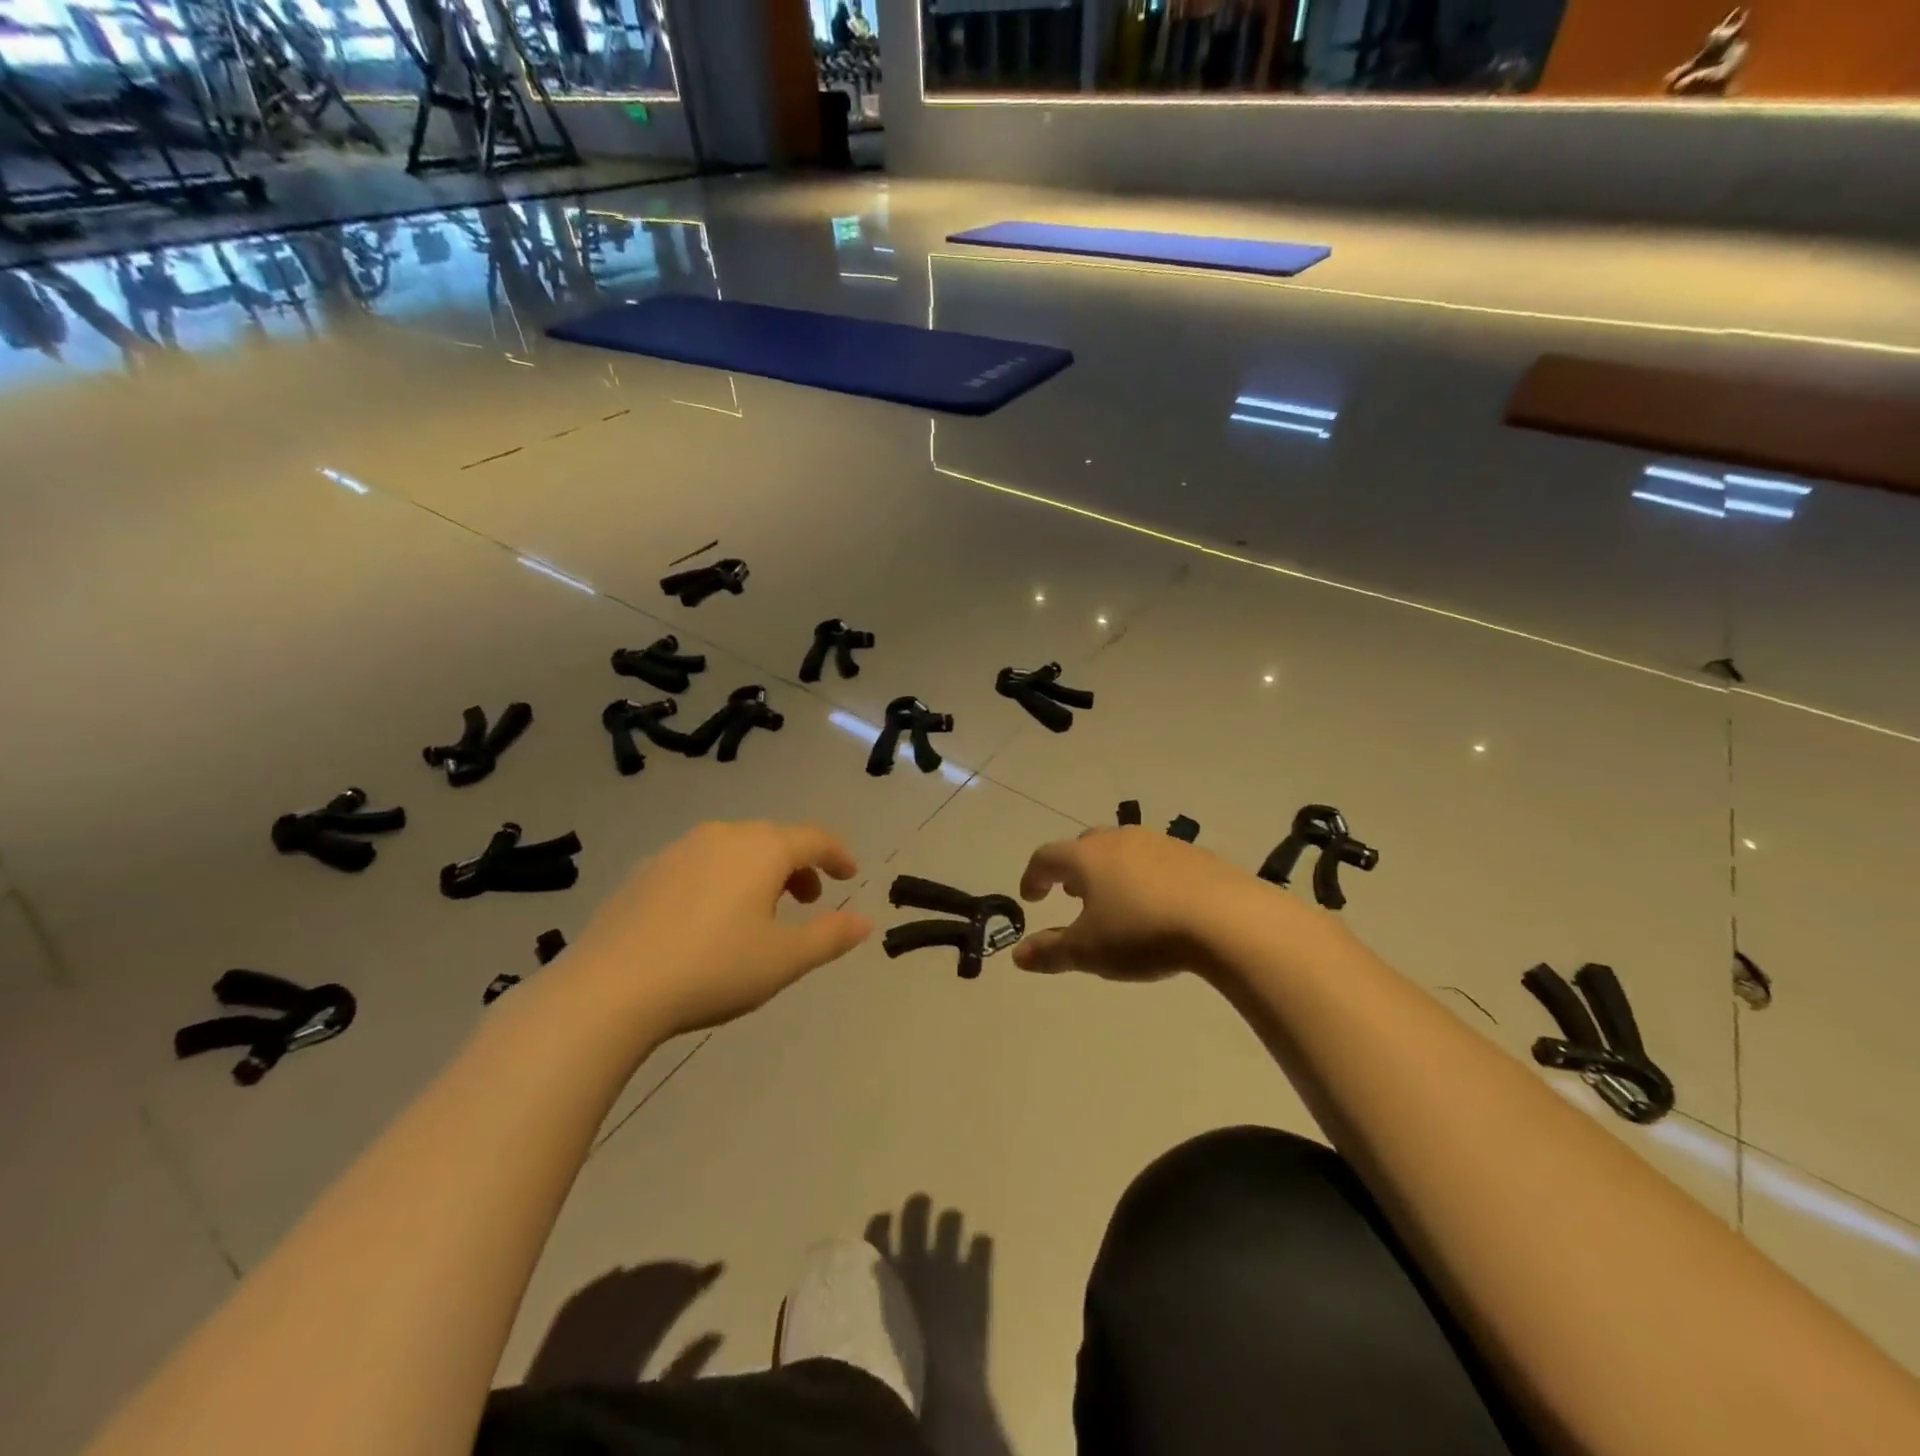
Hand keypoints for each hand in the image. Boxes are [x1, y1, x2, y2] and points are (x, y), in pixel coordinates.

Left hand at [561, 822, 871, 1036]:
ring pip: (735, 849)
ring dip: (759, 872)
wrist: (609, 989)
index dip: (838, 854)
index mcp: (762, 849)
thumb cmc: (713, 968)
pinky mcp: (645, 872)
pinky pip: (700, 864)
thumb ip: (830, 936)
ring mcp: (678, 850)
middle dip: (798, 865)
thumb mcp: (784, 959)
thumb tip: (865, 921)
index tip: (850, 875)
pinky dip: (721, 880)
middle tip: (808, 900)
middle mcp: (723, 836)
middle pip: (774, 839)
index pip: (814, 838)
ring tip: (760, 912)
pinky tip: (709, 919)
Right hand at [1012, 827, 1267, 980]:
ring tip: (1114, 899)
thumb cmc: (1143, 932)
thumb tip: (1018, 955)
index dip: (1034, 876)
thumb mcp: (1090, 951)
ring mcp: (1159, 842)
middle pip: (1085, 846)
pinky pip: (1156, 860)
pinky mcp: (1193, 854)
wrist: (1226, 918)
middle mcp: (1119, 840)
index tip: (1031, 897)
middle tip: (1072, 894)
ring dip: (1109, 871)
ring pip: (1122, 850)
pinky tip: (1157, 904)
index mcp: (1087, 857)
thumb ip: (1051, 951)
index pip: (1047, 857)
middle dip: (1073, 869)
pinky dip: (1144, 876)